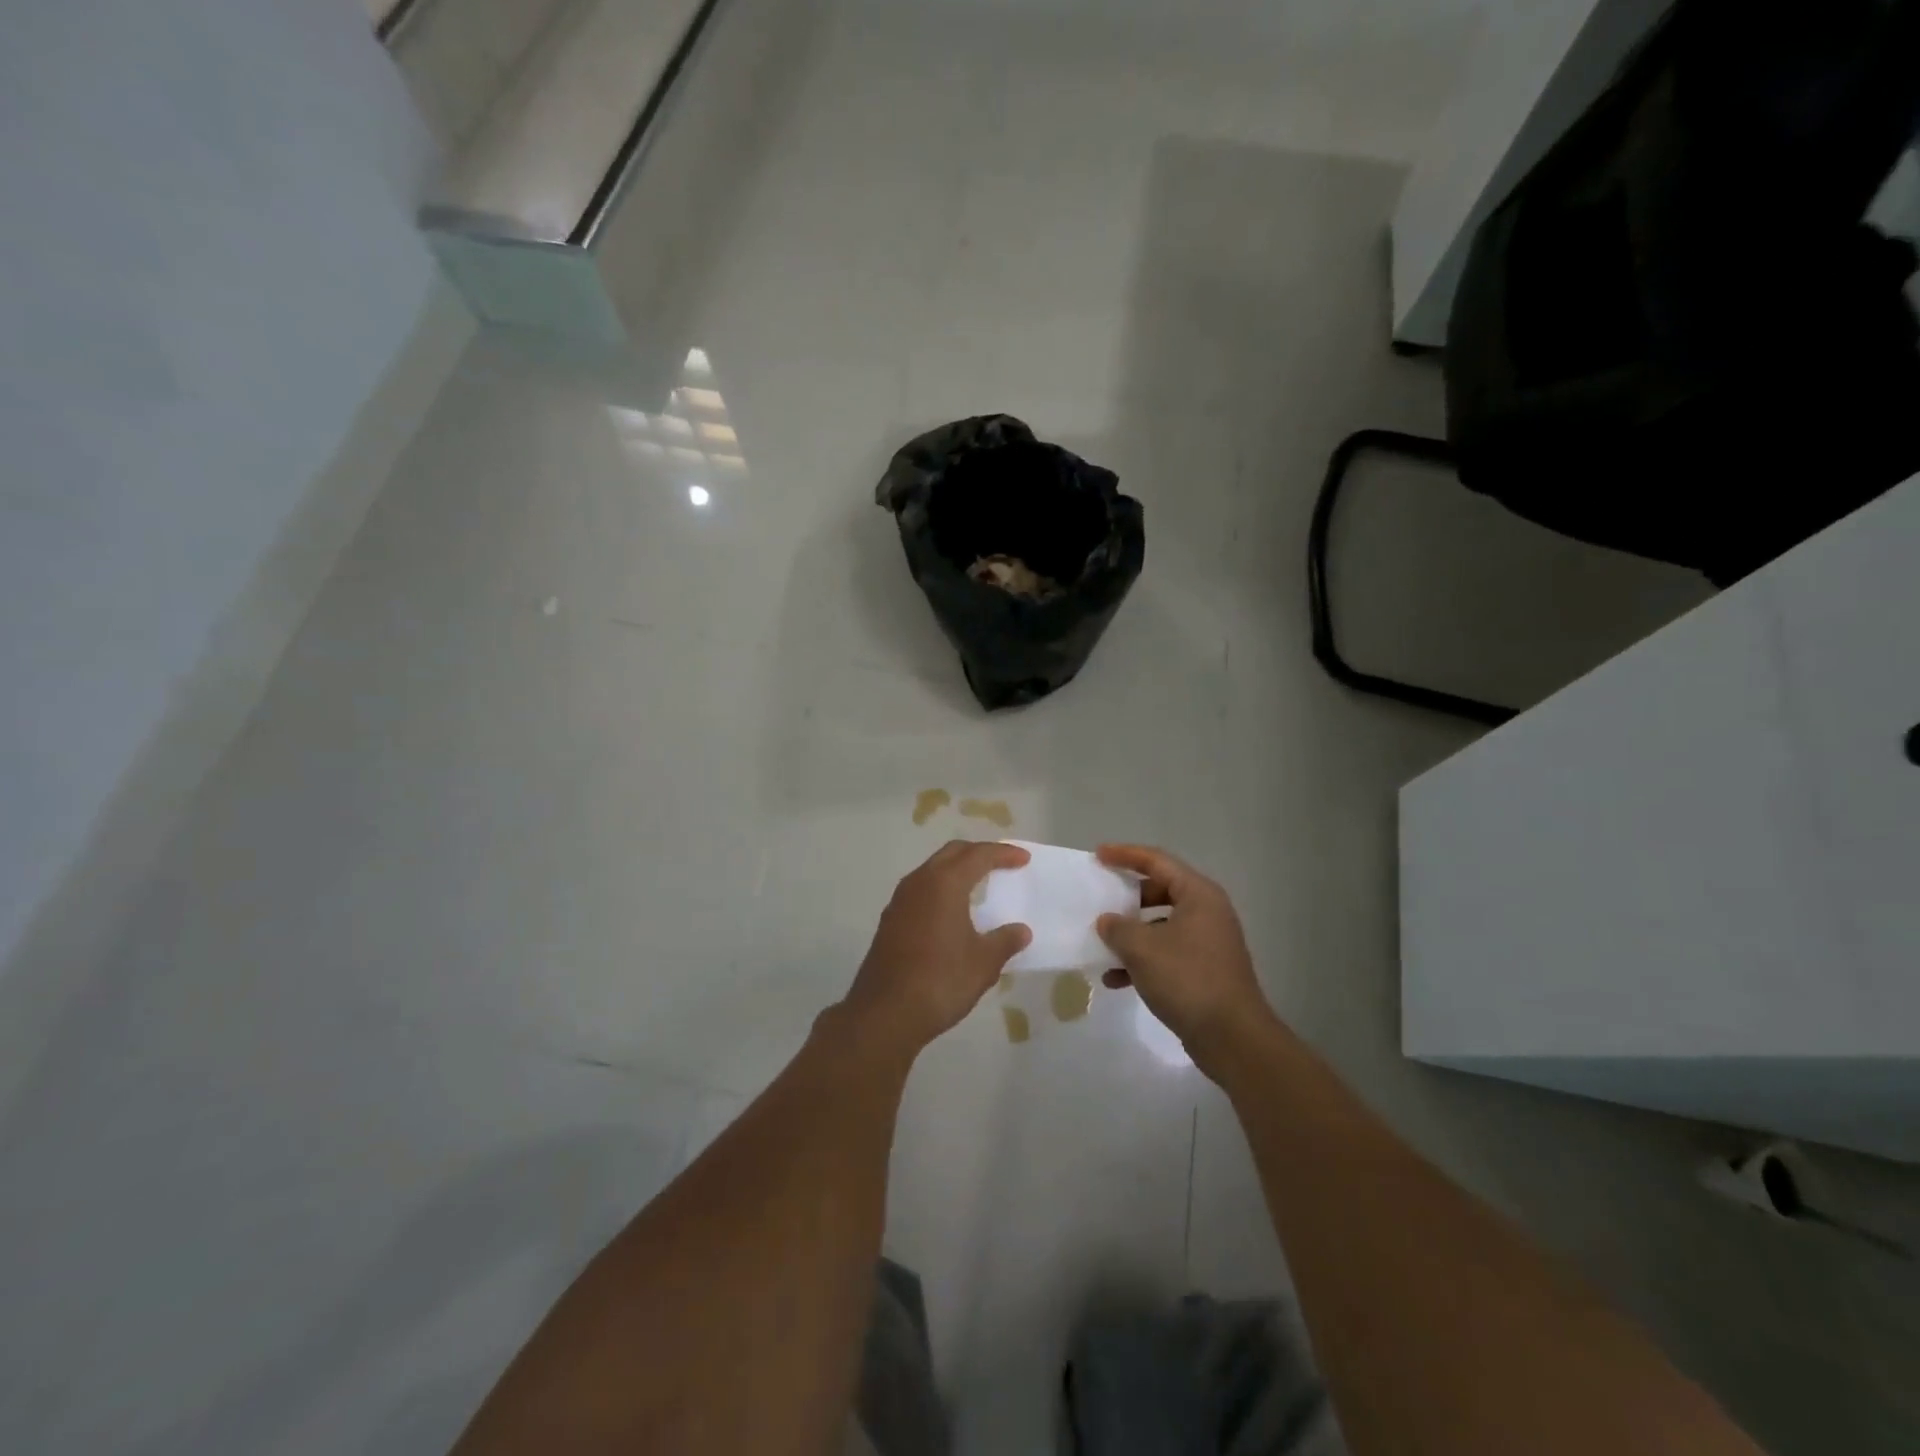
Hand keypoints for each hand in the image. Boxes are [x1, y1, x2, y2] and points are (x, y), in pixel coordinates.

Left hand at [840, 841, 1032, 1057]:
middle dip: (978, 853)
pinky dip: (941, 889)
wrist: (885, 1013)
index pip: (978, 855)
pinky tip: (952, 912)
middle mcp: (919, 882)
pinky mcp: (890, 920)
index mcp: (945, 884)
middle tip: (1001, 864)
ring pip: (932, 870)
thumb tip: (1021, 931)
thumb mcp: (983, 963)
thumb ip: (1004, 941)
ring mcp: (900, 900)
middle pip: (952, 853)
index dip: (1003, 854)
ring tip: (979, 885)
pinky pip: (921, 890)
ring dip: (956, 870)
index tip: (1023, 859)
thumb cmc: (941, 981)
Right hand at [1095, 844, 1276, 1074]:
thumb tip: (1107, 921)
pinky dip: (1143, 960)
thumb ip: (1117, 927)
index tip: (1098, 855)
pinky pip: (1167, 952)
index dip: (1125, 855)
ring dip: (1132, 933)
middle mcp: (1207, 912)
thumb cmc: (1187, 979)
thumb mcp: (1142, 948)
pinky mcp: (1205, 970)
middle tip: (1102, 898)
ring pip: (1161, 924)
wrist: (1232, 1037)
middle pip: (1161, 890)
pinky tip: (1116, 980)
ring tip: (1103, 944)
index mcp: (1198, 895)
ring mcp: (1208, 942)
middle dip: (1128, 897)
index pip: (1157, 861)